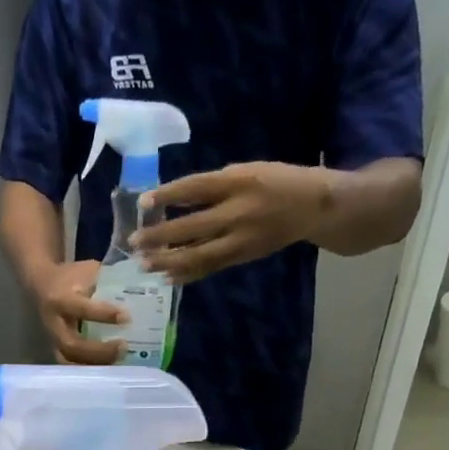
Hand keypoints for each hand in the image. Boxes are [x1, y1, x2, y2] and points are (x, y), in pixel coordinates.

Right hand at [32, 260, 123, 365]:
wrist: (42, 285)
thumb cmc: (71, 276)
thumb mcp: (88, 271)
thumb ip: (111, 279)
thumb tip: (143, 285)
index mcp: (60, 298)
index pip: (81, 309)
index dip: (103, 314)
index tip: (126, 317)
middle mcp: (53, 323)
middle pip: (73, 345)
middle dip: (100, 350)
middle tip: (124, 346)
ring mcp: (53, 340)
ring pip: (70, 361)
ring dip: (96, 364)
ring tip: (120, 360)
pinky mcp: (57, 350)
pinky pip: (71, 366)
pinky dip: (90, 370)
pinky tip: (110, 368)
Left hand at [129, 162, 321, 283]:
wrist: (315, 207)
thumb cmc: (276, 181)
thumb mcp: (246, 172)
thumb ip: (213, 187)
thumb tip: (174, 202)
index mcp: (239, 181)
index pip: (196, 188)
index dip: (168, 195)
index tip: (143, 203)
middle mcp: (239, 211)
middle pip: (192, 226)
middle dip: (160, 236)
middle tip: (133, 244)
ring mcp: (241, 238)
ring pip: (199, 254)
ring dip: (169, 261)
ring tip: (144, 265)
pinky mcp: (243, 256)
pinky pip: (211, 267)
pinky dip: (188, 273)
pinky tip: (168, 277)